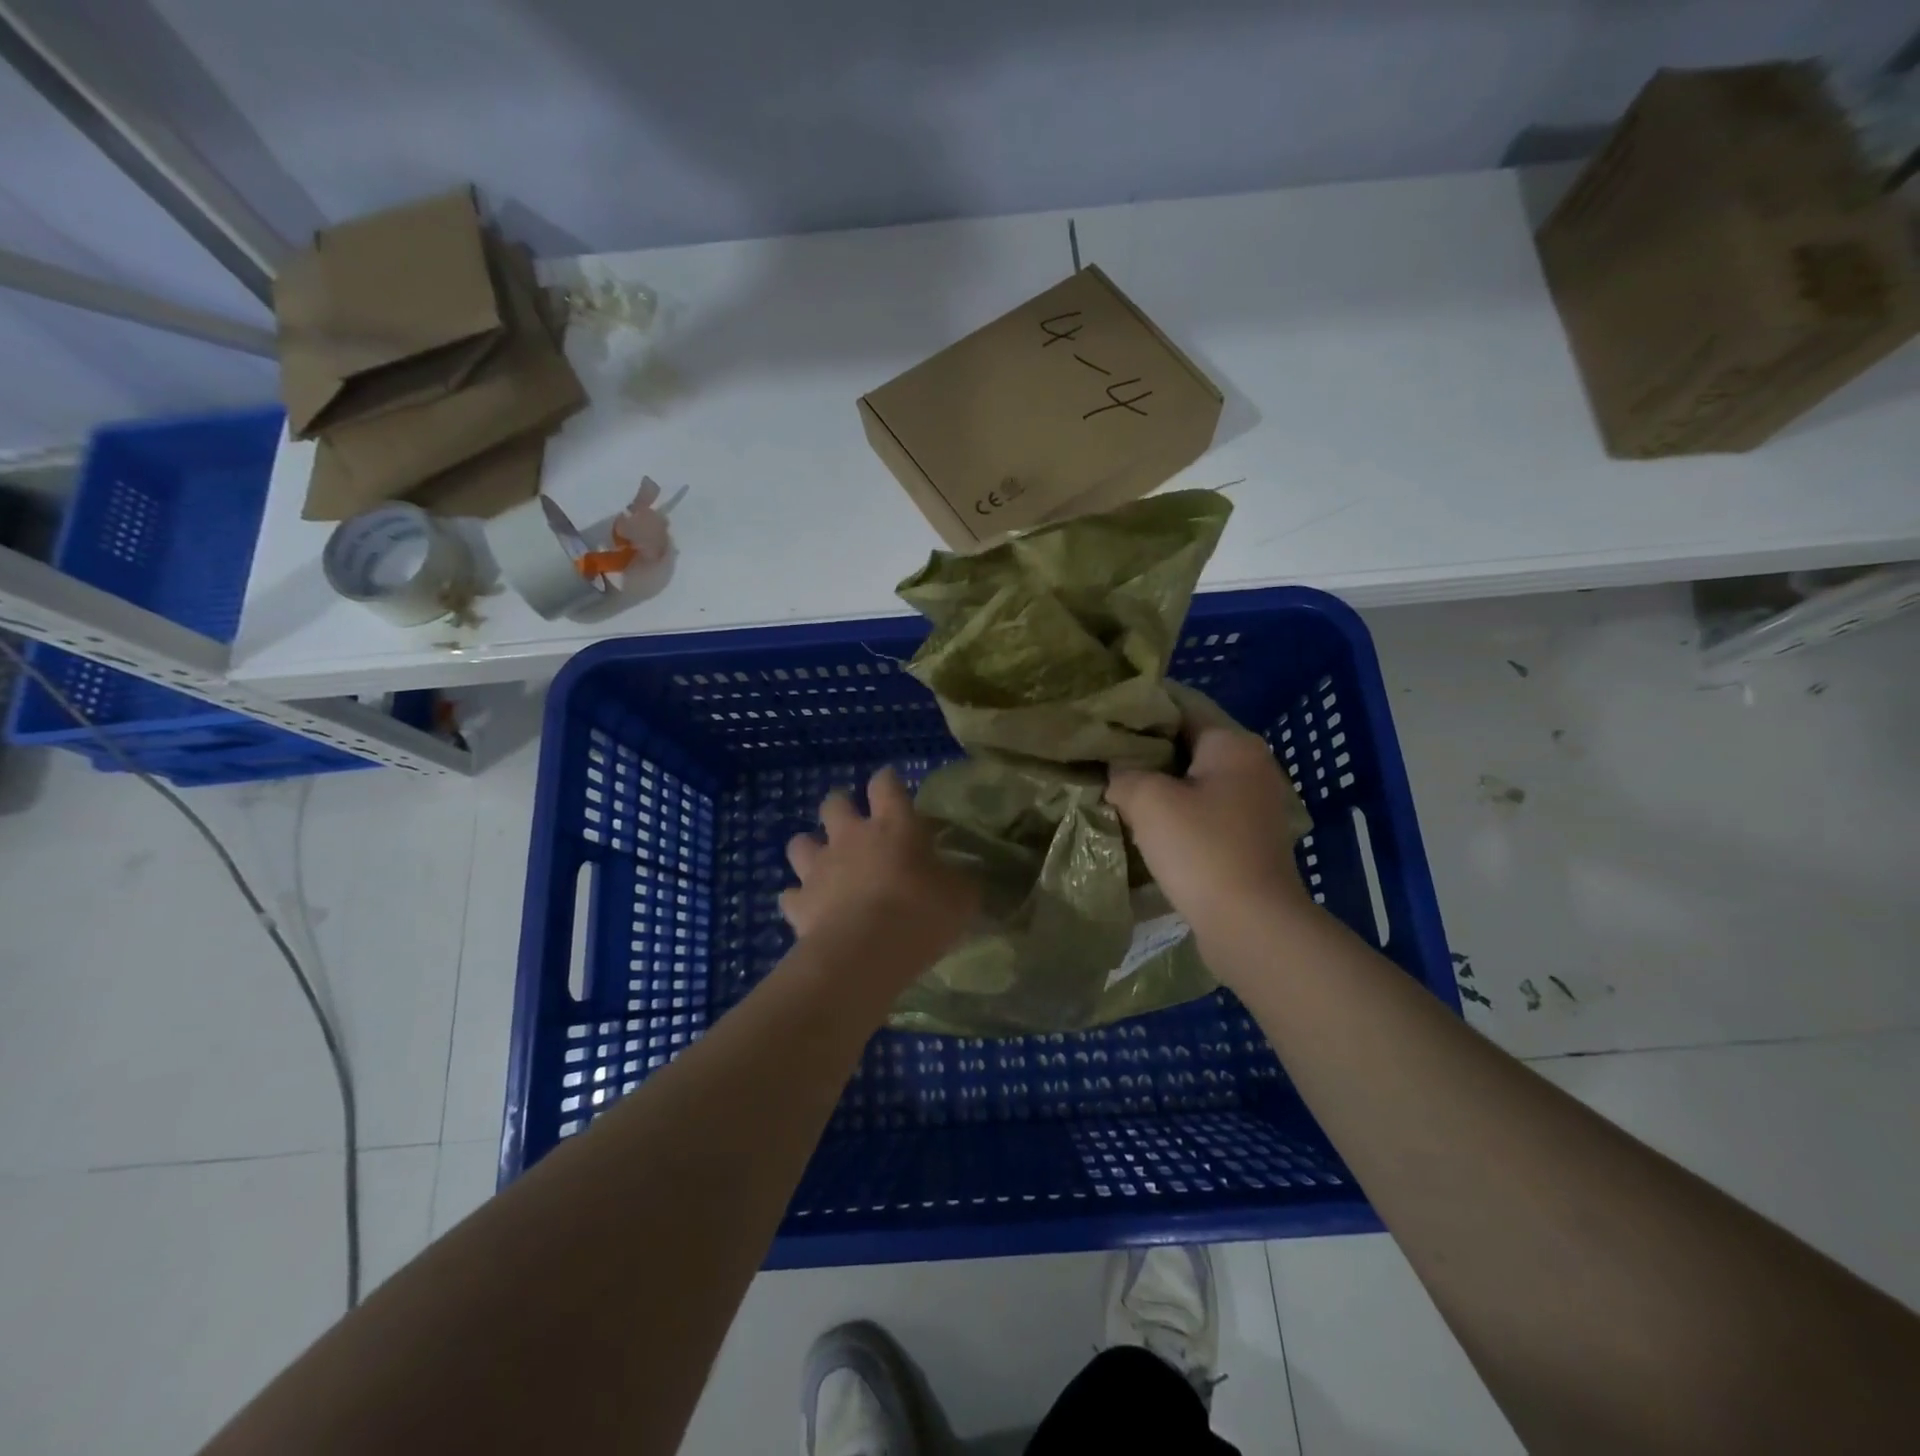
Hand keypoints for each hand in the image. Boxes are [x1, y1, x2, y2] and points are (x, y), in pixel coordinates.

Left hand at [781, 767, 977, 963]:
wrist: (865, 952)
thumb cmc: (921, 913)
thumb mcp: (962, 897)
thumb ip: (960, 881)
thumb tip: (965, 877)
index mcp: (893, 825)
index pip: (886, 784)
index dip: (887, 781)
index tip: (891, 785)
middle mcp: (851, 837)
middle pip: (834, 803)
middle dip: (840, 807)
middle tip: (853, 824)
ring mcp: (819, 868)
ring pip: (800, 842)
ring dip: (810, 848)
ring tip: (823, 864)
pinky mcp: (799, 902)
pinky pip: (791, 894)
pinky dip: (799, 899)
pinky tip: (810, 910)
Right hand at [1105, 689, 1315, 955]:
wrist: (1251, 925)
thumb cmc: (1201, 849)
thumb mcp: (1148, 800)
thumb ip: (1124, 773)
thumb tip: (1117, 772)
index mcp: (1234, 744)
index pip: (1180, 709)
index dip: (1139, 713)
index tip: (1103, 723)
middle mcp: (1251, 766)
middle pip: (1187, 746)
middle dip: (1146, 753)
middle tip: (1103, 760)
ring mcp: (1254, 805)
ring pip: (1194, 782)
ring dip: (1159, 787)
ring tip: (1116, 792)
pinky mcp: (1248, 839)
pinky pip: (1203, 813)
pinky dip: (1176, 814)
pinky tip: (1144, 826)